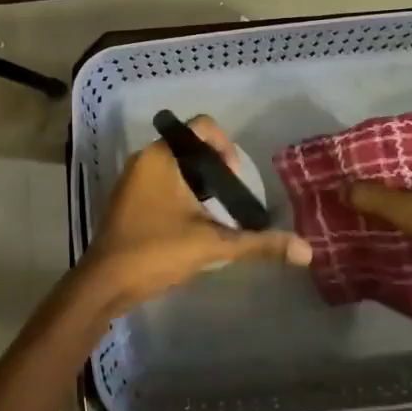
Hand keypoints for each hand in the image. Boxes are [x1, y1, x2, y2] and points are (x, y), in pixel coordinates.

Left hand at [81, 116, 310, 315]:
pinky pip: (161, 182)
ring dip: (199, 183)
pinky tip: (192, 224)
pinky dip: (181, 193)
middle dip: (215, 169)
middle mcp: (144, 159)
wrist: (105, 283)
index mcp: (161, 157)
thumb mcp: (212, 245)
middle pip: (190, 147)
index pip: (201, 127)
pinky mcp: (127, 198)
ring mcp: (132, 179)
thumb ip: (258, 243)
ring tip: (216, 214)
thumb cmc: (156, 251)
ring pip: (175, 166)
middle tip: (231, 199)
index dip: (226, 146)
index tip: (235, 179)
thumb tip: (306, 251)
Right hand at [349, 135, 411, 306]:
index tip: (356, 158)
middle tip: (362, 182)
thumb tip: (343, 188)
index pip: (404, 136)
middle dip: (388, 170)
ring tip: (379, 200)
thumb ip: (374, 198)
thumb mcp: (411, 214)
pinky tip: (408, 217)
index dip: (378, 145)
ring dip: (407, 187)